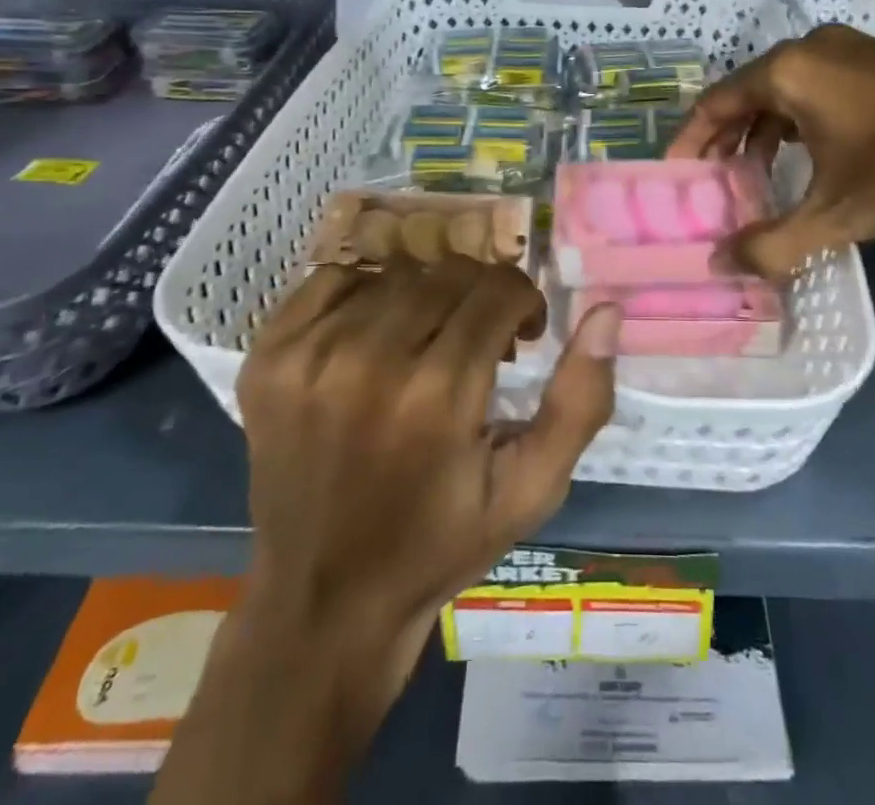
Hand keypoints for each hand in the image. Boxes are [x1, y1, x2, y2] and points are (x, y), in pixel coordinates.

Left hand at [237, 258, 620, 691]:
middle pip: (449, 275)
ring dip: (427, 299)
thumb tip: (606, 310)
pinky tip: (374, 336)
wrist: (325, 601)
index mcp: (437, 395)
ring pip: (396, 275)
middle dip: (479, 298)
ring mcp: (308, 356)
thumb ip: (580, 399)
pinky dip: (365, 294)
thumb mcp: (532, 489)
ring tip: (427, 343)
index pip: (498, 289)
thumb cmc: (441, 543)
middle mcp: (368, 361)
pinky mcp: (268, 356)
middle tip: (479, 343)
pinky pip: (332, 279)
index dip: (523, 303)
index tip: (523, 336)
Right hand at [668, 24, 874, 276]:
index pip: (716, 102)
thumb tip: (721, 266)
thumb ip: (773, 242)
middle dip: (725, 140)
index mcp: (791, 69)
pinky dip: (797, 123)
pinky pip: (817, 89)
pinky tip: (805, 160)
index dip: (690, 141)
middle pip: (746, 93)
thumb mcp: (840, 214)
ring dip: (762, 134)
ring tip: (753, 179)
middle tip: (711, 184)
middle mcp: (813, 47)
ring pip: (784, 92)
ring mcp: (851, 50)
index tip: (675, 176)